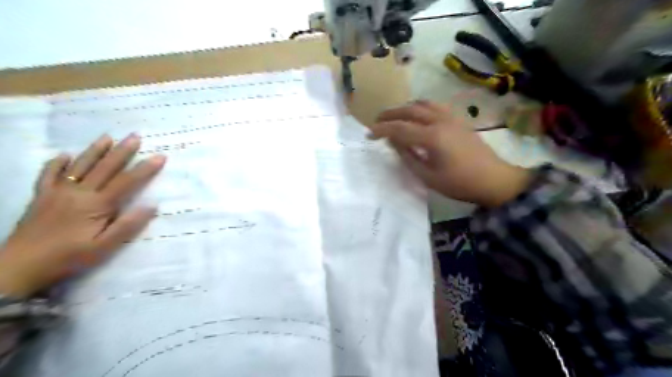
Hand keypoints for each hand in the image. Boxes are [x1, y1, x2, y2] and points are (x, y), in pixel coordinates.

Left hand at [0, 134, 163, 298]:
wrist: (18, 267)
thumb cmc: (69, 258)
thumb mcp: (105, 247)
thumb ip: (129, 225)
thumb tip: (152, 205)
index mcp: (97, 205)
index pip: (127, 182)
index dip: (145, 169)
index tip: (160, 156)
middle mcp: (79, 192)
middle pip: (105, 168)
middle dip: (122, 151)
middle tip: (135, 136)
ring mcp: (57, 192)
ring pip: (80, 166)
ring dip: (95, 150)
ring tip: (107, 137)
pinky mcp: (41, 197)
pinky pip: (48, 175)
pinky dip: (57, 163)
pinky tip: (65, 155)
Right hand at [367, 100, 530, 205]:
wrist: (493, 179)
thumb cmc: (459, 183)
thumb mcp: (428, 177)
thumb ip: (408, 157)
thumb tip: (393, 142)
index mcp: (432, 137)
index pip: (400, 128)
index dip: (382, 130)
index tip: (369, 134)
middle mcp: (440, 121)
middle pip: (410, 110)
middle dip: (390, 114)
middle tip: (377, 121)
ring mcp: (451, 118)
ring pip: (423, 104)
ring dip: (405, 108)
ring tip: (395, 116)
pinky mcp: (458, 120)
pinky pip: (435, 106)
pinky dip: (421, 107)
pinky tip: (418, 115)